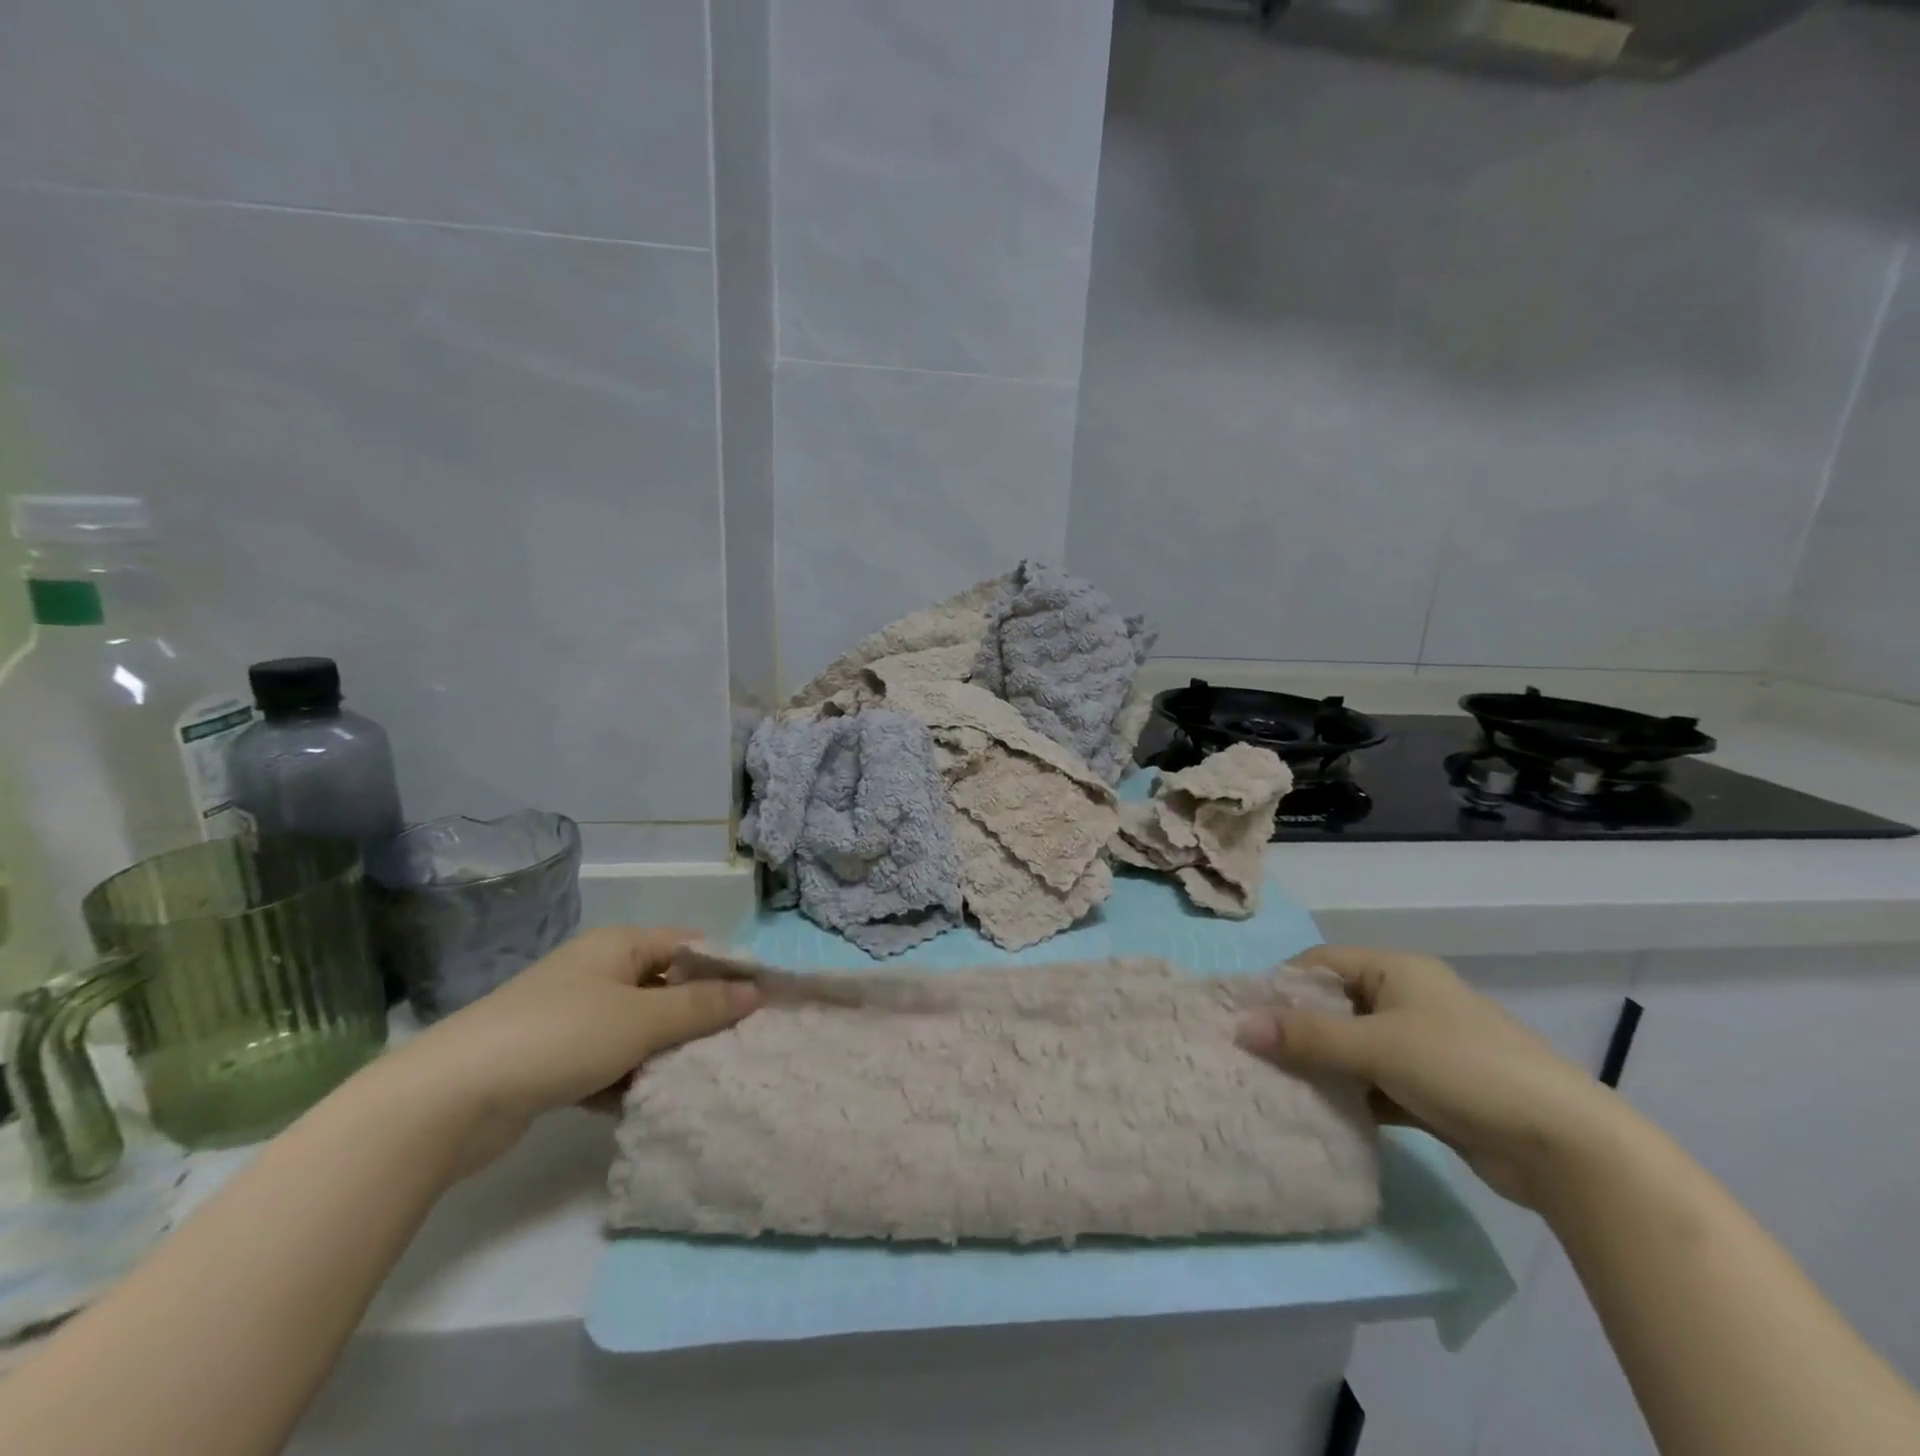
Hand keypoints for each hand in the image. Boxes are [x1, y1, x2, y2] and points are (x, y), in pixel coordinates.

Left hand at [374, 926, 759, 1176]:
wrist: (449, 1099)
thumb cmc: (559, 1037)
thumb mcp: (640, 1019)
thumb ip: (701, 1005)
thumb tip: (756, 992)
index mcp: (618, 945)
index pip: (689, 945)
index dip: (727, 968)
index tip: (761, 1001)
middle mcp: (598, 971)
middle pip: (666, 987)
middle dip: (699, 1015)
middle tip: (737, 1045)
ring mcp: (573, 1015)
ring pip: (640, 1028)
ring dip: (664, 1052)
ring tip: (700, 1078)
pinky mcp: (554, 1057)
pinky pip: (610, 1059)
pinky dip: (629, 1077)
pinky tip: (645, 1102)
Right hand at [1238, 946, 1625, 1208]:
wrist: (1565, 1147)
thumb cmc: (1463, 1070)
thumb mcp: (1376, 1047)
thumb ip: (1306, 1037)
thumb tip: (1239, 1026)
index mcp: (1397, 970)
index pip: (1321, 963)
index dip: (1282, 985)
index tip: (1246, 1017)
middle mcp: (1409, 998)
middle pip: (1335, 1004)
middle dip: (1297, 1029)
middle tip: (1256, 1056)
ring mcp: (1424, 1044)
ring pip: (1354, 1046)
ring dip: (1323, 1065)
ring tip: (1280, 1086)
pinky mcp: (1435, 1087)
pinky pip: (1376, 1080)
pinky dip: (1352, 1093)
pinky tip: (1324, 1114)